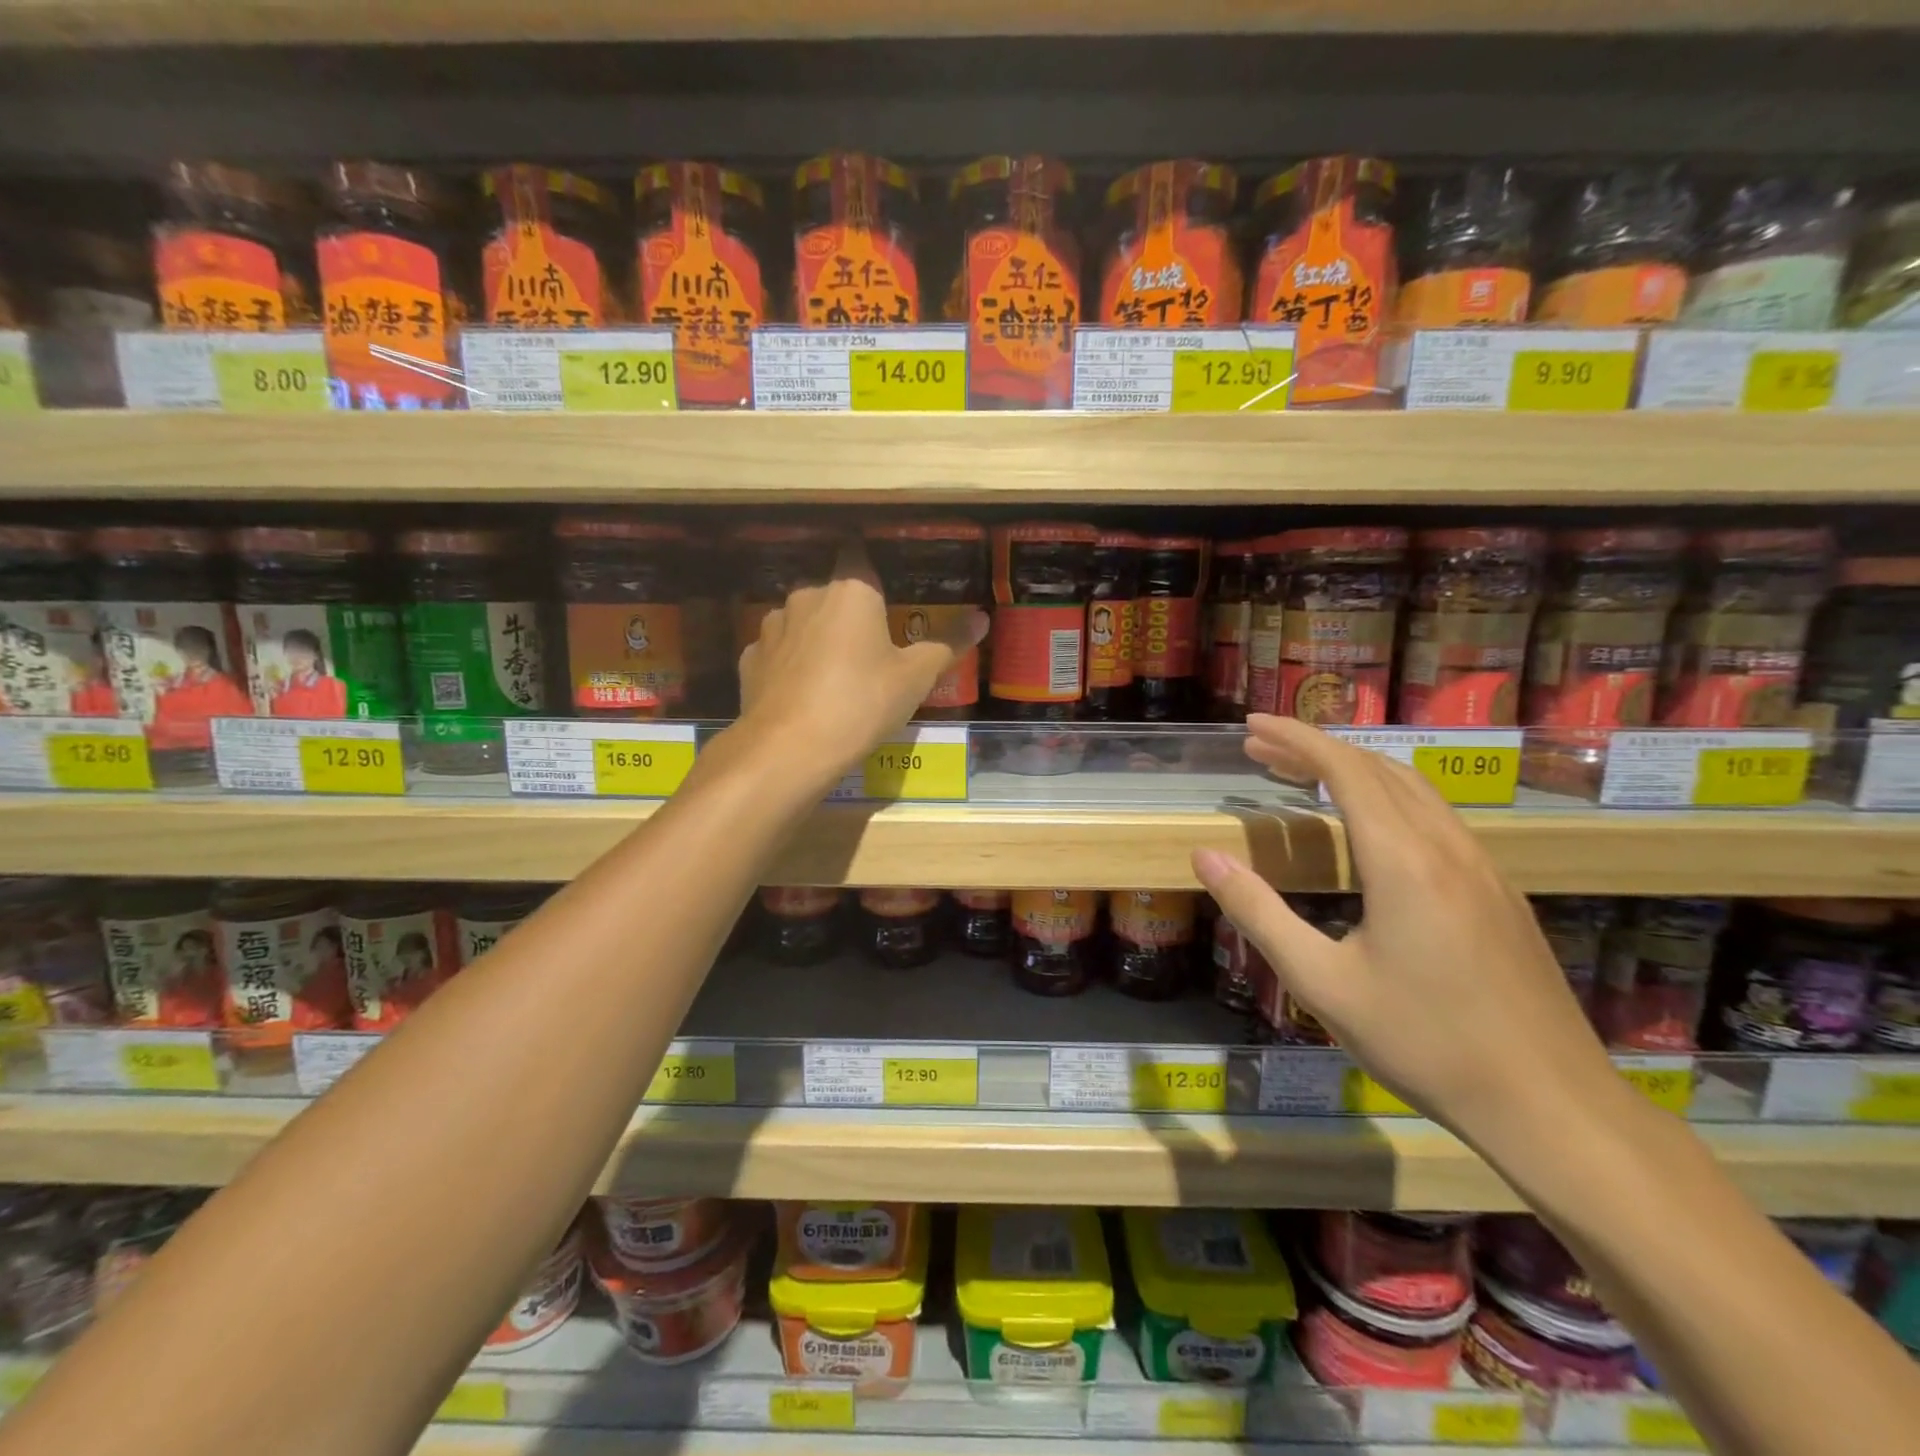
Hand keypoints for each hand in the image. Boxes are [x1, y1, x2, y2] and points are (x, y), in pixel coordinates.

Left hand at [737, 540, 987, 780]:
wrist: (791, 748)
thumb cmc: (863, 702)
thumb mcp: (915, 678)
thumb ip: (947, 644)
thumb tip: (981, 619)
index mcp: (851, 591)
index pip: (861, 558)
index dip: (874, 577)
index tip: (887, 597)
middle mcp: (807, 596)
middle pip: (832, 594)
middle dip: (848, 615)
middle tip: (870, 650)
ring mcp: (772, 627)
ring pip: (801, 622)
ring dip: (816, 638)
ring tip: (834, 675)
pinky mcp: (750, 659)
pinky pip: (778, 653)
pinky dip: (790, 665)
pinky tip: (802, 693)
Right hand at [1193, 715, 1618, 1139]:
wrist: (1551, 1106)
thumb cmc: (1425, 1043)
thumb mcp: (1322, 983)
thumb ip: (1258, 912)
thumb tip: (1207, 856)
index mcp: (1403, 860)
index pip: (1344, 768)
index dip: (1295, 738)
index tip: (1251, 726)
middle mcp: (1447, 847)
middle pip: (1378, 769)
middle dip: (1315, 748)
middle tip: (1260, 751)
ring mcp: (1482, 868)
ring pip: (1413, 789)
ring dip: (1354, 771)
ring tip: (1303, 777)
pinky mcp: (1499, 893)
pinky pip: (1436, 818)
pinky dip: (1387, 798)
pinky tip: (1367, 829)